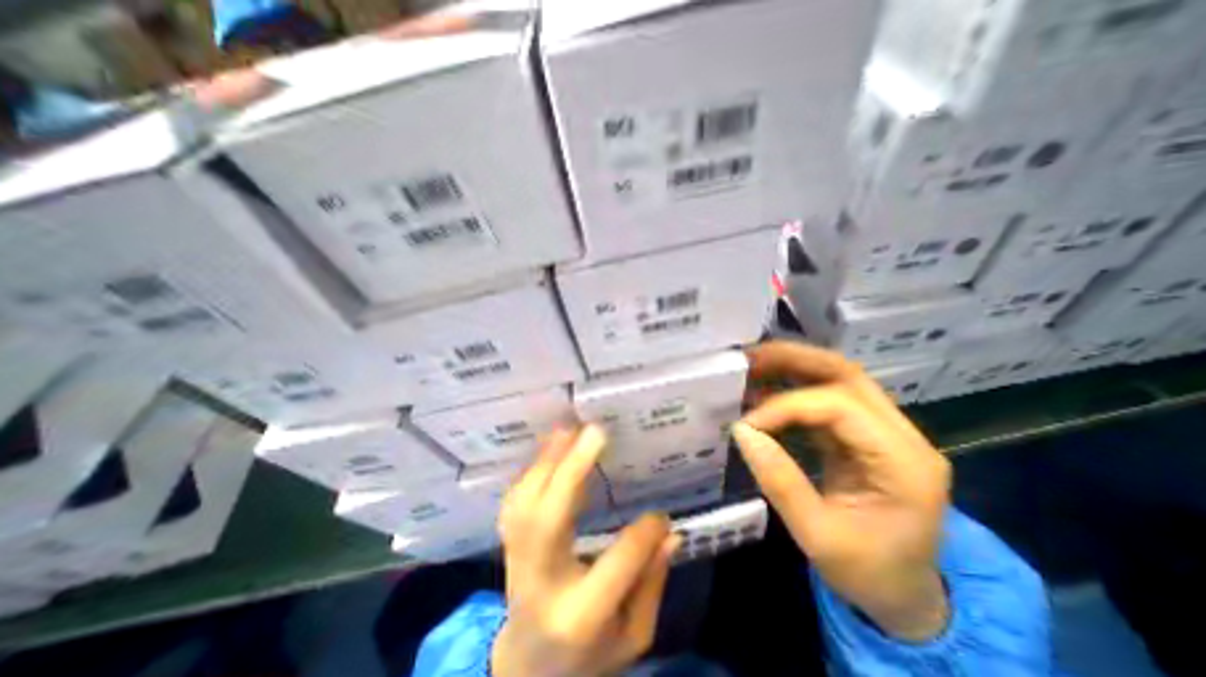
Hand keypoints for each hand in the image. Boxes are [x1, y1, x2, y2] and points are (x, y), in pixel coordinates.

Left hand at [488, 427, 676, 673]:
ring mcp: (517, 563)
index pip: (618, 565)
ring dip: (546, 462)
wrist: (526, 670)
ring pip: (525, 505)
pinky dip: (532, 471)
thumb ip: (650, 586)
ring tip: (567, 429)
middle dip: (572, 471)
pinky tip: (548, 448)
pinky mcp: (508, 547)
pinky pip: (514, 503)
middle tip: (595, 432)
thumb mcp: (632, 637)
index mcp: (580, 617)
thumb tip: (668, 533)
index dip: (644, 535)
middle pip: (550, 521)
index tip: (662, 516)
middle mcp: (541, 583)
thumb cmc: (588, 655)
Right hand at [736, 342, 951, 641]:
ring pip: (837, 380)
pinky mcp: (862, 436)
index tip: (747, 423)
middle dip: (794, 360)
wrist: (904, 595)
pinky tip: (763, 393)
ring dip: (792, 368)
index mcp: (904, 463)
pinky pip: (825, 400)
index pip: (839, 407)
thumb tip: (742, 432)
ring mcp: (884, 432)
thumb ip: (779, 481)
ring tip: (752, 366)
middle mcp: (901, 436)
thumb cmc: (868, 573)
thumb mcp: (818, 537)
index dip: (786, 406)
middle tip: (749, 358)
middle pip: (847, 375)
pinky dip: (791, 391)